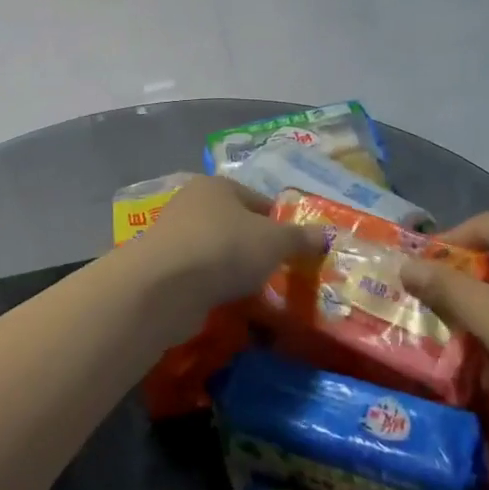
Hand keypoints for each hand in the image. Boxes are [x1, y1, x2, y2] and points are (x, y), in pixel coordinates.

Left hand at [126, 176, 323, 327]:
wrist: (165, 285)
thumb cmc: (225, 248)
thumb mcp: (275, 242)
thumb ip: (300, 238)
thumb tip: (325, 234)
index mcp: (217, 186)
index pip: (258, 200)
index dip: (280, 222)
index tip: (295, 249)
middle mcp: (192, 203)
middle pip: (234, 224)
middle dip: (255, 248)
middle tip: (278, 273)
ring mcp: (174, 236)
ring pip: (216, 251)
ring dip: (233, 269)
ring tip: (256, 292)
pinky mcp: (163, 268)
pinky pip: (199, 276)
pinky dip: (213, 287)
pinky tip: (227, 303)